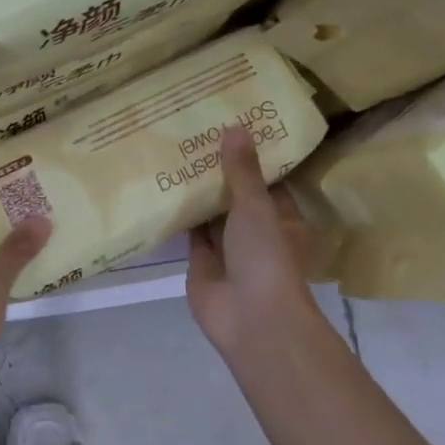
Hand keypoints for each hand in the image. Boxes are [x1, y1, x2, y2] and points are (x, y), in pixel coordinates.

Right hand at [187, 125, 333, 366]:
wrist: (250, 318)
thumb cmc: (266, 257)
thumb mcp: (257, 207)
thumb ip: (242, 171)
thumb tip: (235, 126)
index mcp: (282, 219)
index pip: (268, 182)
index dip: (252, 157)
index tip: (232, 126)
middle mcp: (256, 233)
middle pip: (237, 197)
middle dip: (219, 172)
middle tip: (195, 134)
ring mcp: (227, 250)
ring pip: (211, 215)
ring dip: (198, 193)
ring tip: (175, 154)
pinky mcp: (201, 264)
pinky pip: (190, 234)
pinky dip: (180, 216)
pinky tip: (163, 189)